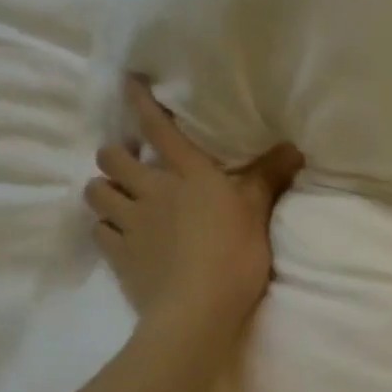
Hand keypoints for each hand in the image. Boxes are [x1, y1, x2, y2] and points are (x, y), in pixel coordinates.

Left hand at [84, 77, 304, 335]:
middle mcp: (152, 191)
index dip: (141, 102)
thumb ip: (269, 177)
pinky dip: (106, 228)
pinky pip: (99, 231)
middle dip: (115, 154)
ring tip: (118, 198)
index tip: (129, 81)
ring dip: (104, 190)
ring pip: (96, 193)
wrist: (197, 310)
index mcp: (189, 176)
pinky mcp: (118, 255)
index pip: (158, 129)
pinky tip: (119, 235)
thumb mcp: (258, 213)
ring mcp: (130, 224)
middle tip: (129, 163)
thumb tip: (294, 146)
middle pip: (112, 157)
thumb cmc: (235, 255)